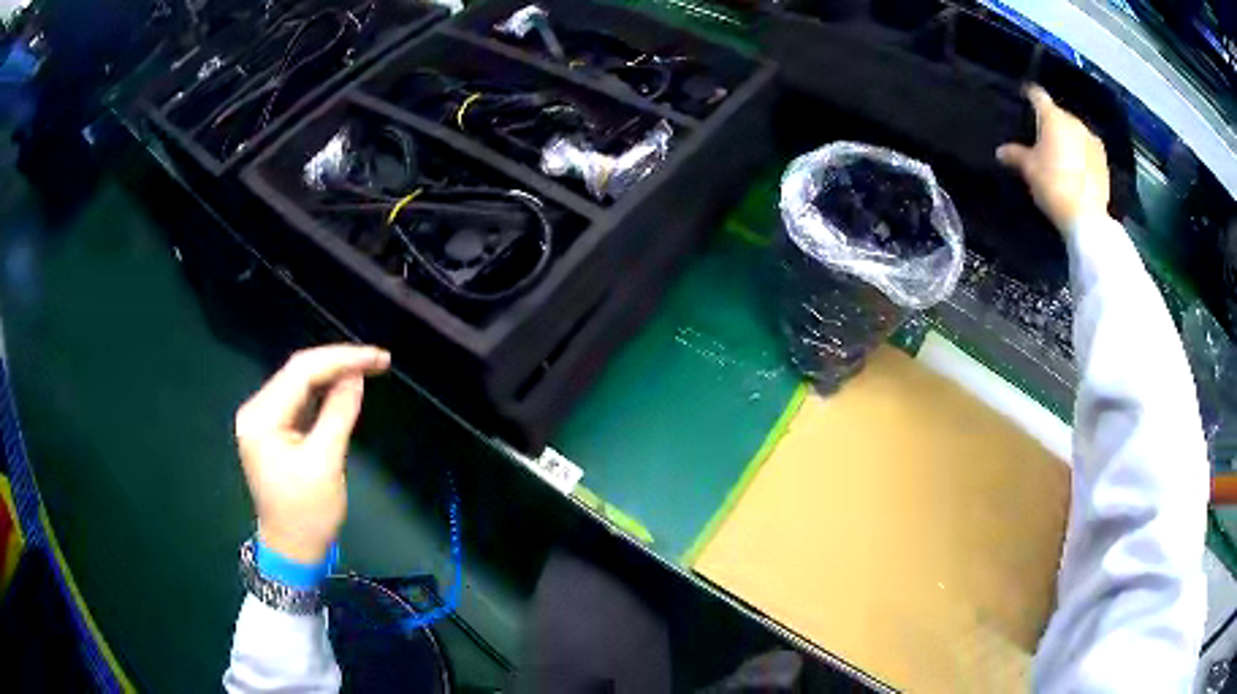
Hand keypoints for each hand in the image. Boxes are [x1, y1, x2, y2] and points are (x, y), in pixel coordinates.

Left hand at [235, 345, 389, 563]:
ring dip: (333, 374)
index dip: (341, 359)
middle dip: (338, 363)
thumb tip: (356, 376)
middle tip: (378, 360)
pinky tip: (345, 387)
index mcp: (261, 418)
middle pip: (298, 372)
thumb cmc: (307, 513)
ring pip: (300, 383)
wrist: (293, 551)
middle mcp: (257, 411)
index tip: (378, 357)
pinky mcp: (275, 430)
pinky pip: (301, 400)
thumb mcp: (325, 463)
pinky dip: (324, 392)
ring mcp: (264, 420)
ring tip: (368, 368)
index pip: (301, 372)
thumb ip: (339, 413)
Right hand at [997, 84, 1110, 233]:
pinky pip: (1088, 148)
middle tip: (1042, 137)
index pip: (1037, 95)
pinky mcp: (1104, 160)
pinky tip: (1077, 167)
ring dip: (1068, 138)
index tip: (1024, 96)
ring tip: (1061, 154)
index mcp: (1053, 117)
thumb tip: (1000, 151)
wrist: (1087, 218)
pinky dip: (1082, 153)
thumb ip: (1015, 155)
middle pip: (1058, 114)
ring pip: (1075, 131)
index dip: (1029, 94)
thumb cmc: (1053, 185)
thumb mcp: (1029, 170)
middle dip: (1050, 122)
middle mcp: (1073, 121)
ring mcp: (1092, 140)